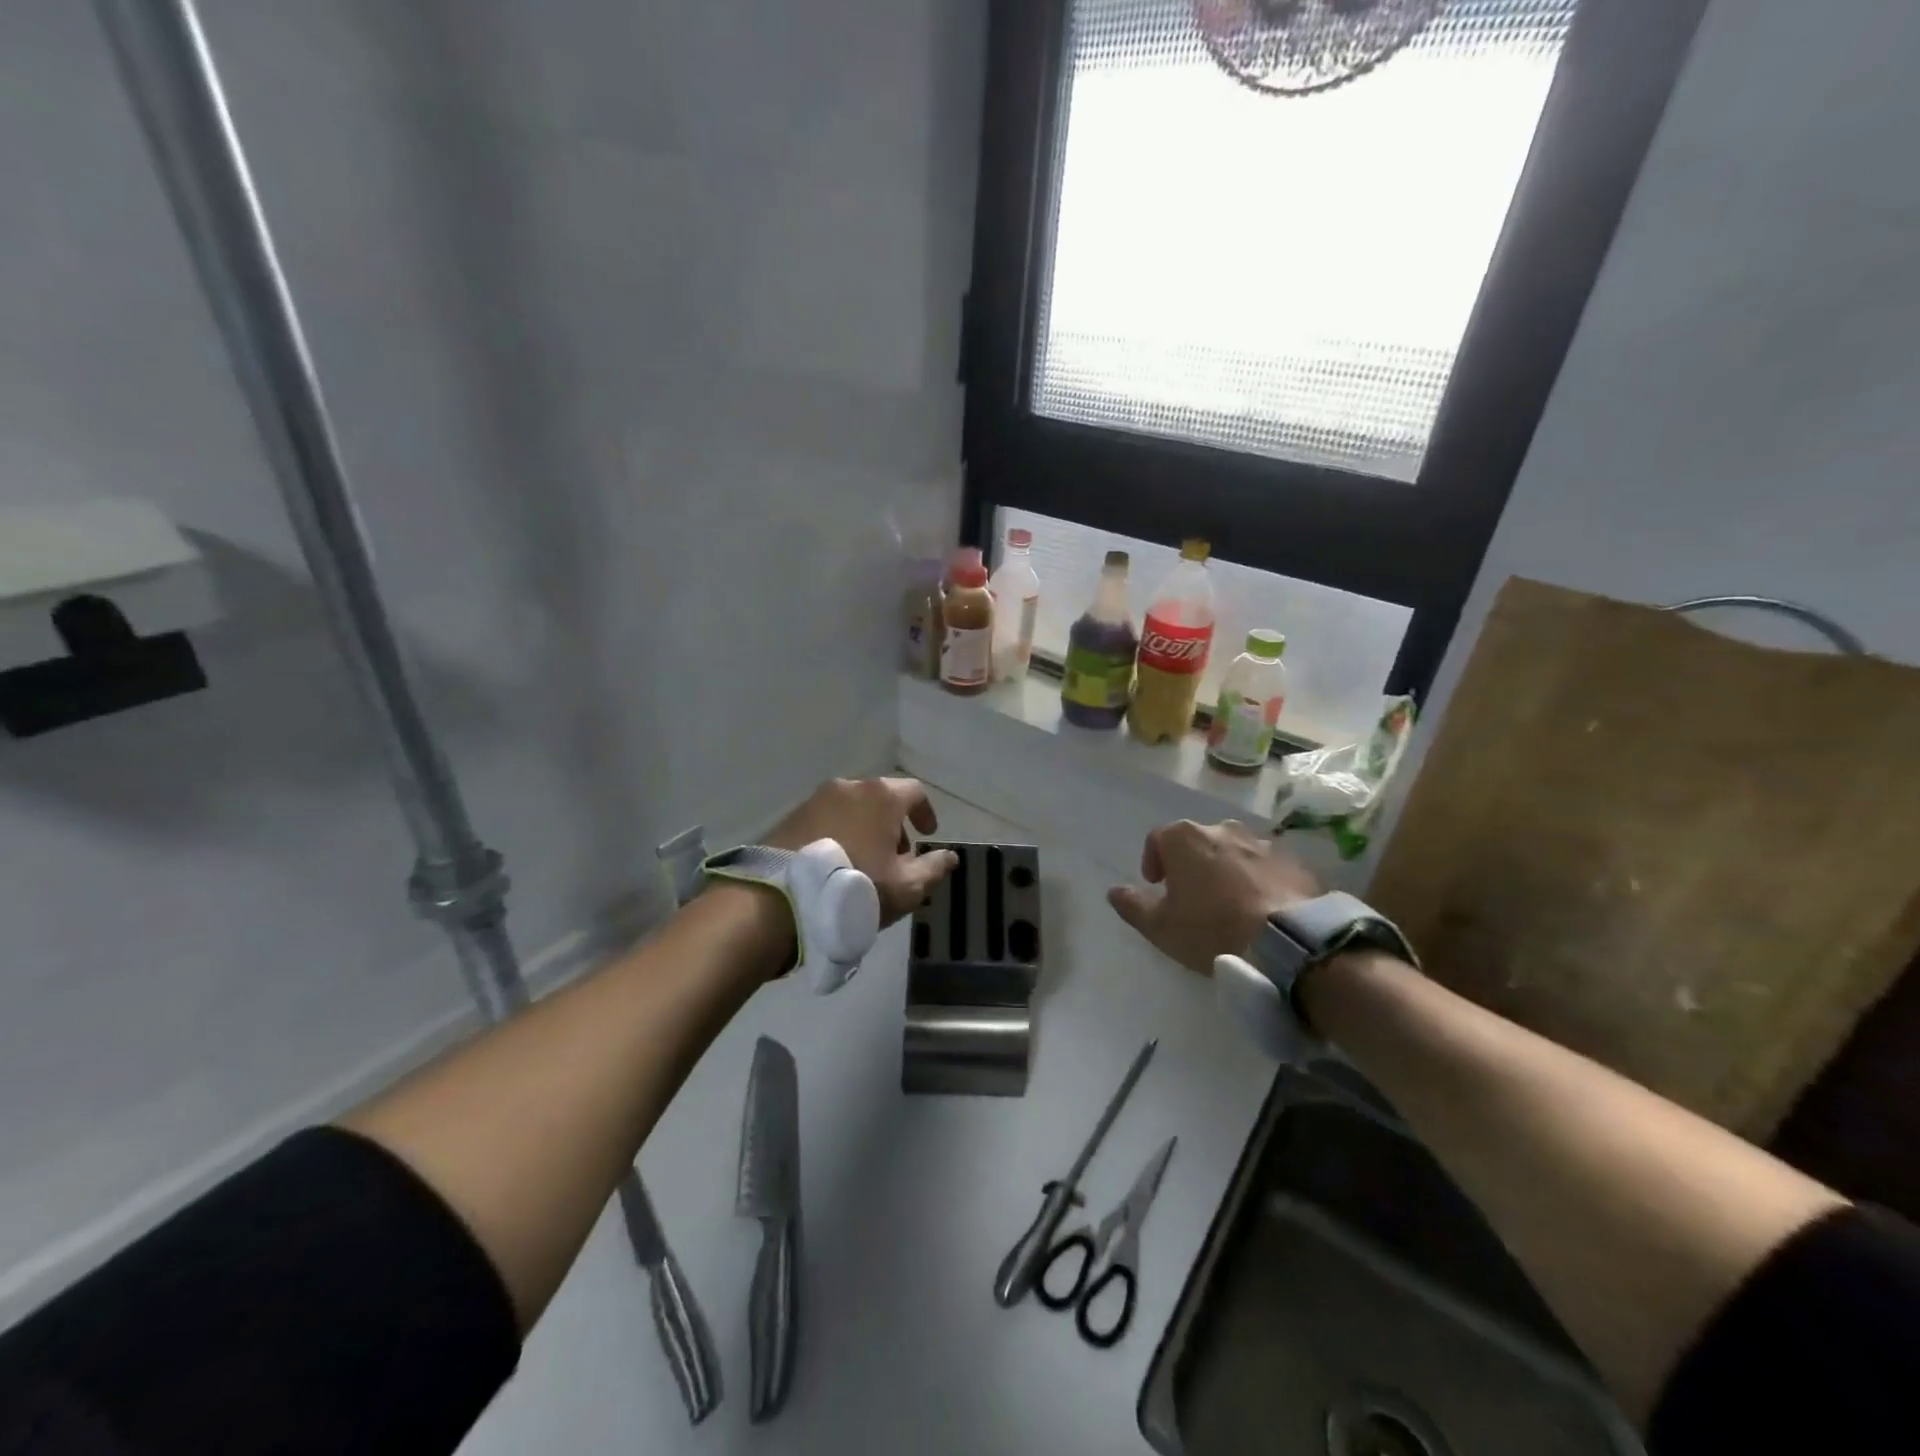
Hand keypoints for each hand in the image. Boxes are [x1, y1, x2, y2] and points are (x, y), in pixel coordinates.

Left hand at [767, 776, 958, 925]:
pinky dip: (839, 833)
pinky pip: (826, 819)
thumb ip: (933, 868)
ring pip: (852, 808)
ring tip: (864, 862)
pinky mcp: (792, 816)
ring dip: (865, 828)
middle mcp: (850, 787)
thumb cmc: (856, 885)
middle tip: (896, 856)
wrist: (784, 896)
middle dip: (894, 824)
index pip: (915, 792)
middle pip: (882, 798)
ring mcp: (817, 799)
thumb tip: (950, 856)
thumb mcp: (906, 886)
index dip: (925, 812)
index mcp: (882, 796)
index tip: (928, 835)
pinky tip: (836, 862)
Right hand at [1108, 819, 1321, 975]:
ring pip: (1233, 851)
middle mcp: (1222, 829)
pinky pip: (1266, 865)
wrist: (1288, 942)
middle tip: (1194, 896)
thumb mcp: (1160, 927)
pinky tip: (1261, 907)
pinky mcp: (1293, 860)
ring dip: (1226, 869)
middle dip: (1192, 863)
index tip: (1158, 886)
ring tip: (1230, 902)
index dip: (1153, 861)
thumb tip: (1114, 891)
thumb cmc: (1212, 929)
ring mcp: (1261, 842)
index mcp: (1185, 838)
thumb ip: (1133, 906)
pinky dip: (1258, 879)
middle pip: (1197, 841)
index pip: (1158, 839)